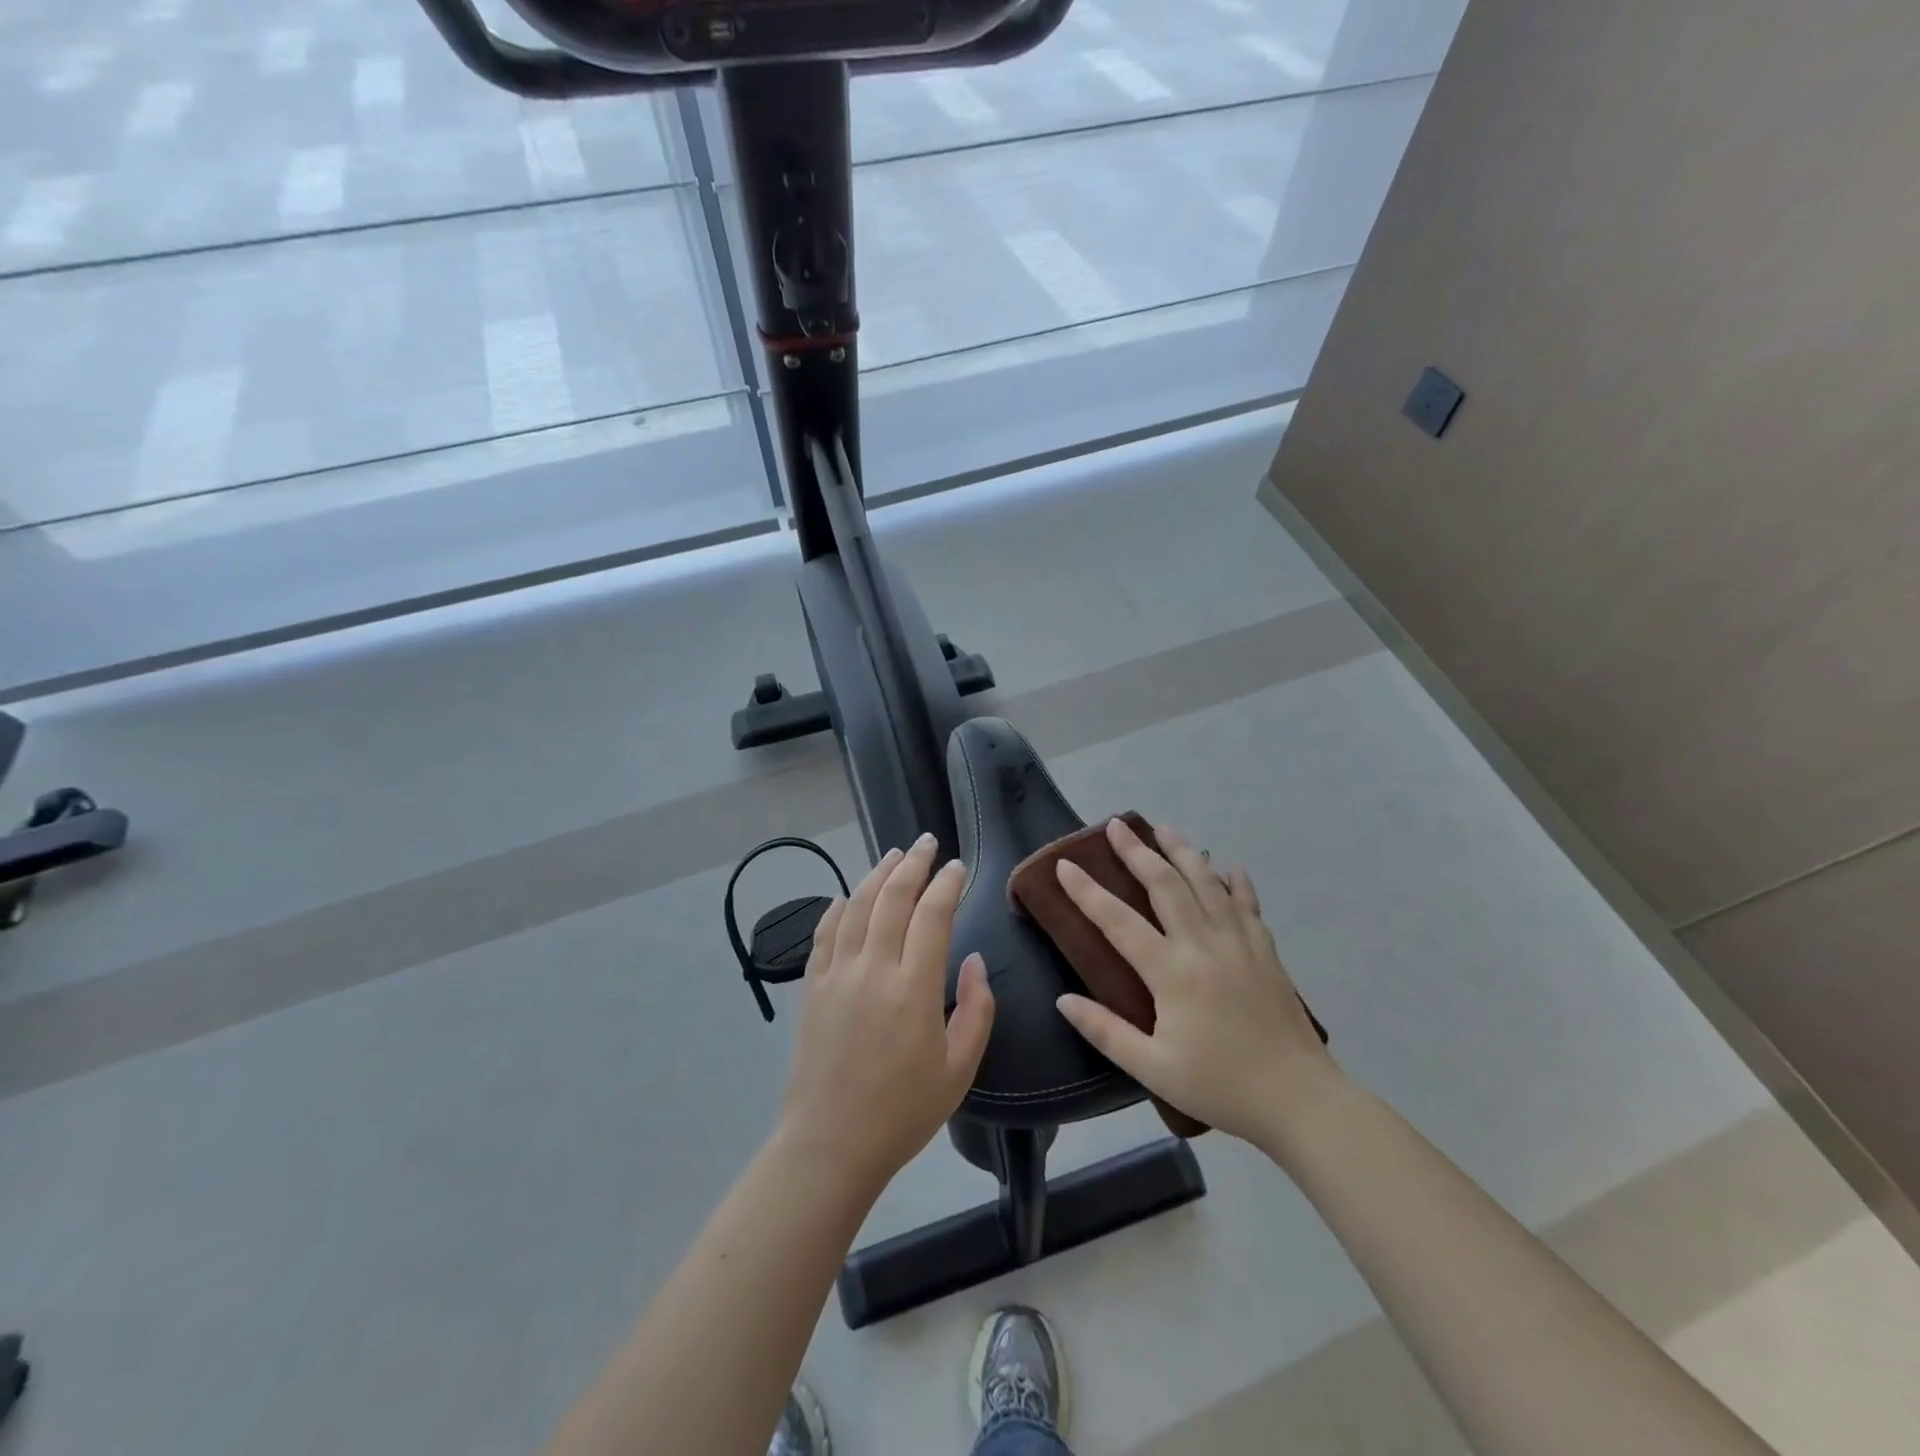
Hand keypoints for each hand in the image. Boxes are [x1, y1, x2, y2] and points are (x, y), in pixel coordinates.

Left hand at [778, 833, 995, 1193]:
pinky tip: (846, 896)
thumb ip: (977, 1009)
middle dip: (913, 864)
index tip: (958, 867)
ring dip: (876, 875)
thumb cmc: (904, 1111)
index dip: (947, 884)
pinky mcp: (812, 987)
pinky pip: (823, 934)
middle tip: (927, 843)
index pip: (932, 915)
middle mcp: (873, 969)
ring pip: (856, 906)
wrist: (831, 1143)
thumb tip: (973, 960)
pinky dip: (836, 908)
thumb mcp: (960, 1068)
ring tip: (894, 856)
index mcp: (914, 988)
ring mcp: (837, 975)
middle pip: (892, 898)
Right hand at [1053, 818, 1337, 1145]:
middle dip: (1137, 852)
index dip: (1087, 892)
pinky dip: (1236, 883)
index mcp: (1171, 973)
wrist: (1299, 1100)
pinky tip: (1229, 867)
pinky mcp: (1266, 952)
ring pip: (1206, 884)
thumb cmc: (1219, 1086)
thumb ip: (1105, 1032)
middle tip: (1117, 825)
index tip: (1065, 865)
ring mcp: (1239, 943)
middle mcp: (1203, 945)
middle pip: (1165, 885)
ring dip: (1183, 852)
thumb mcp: (1153, 1069)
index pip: (1118, 922)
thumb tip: (1063, 1000)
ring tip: (1164, 828)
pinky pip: (1248, 905)